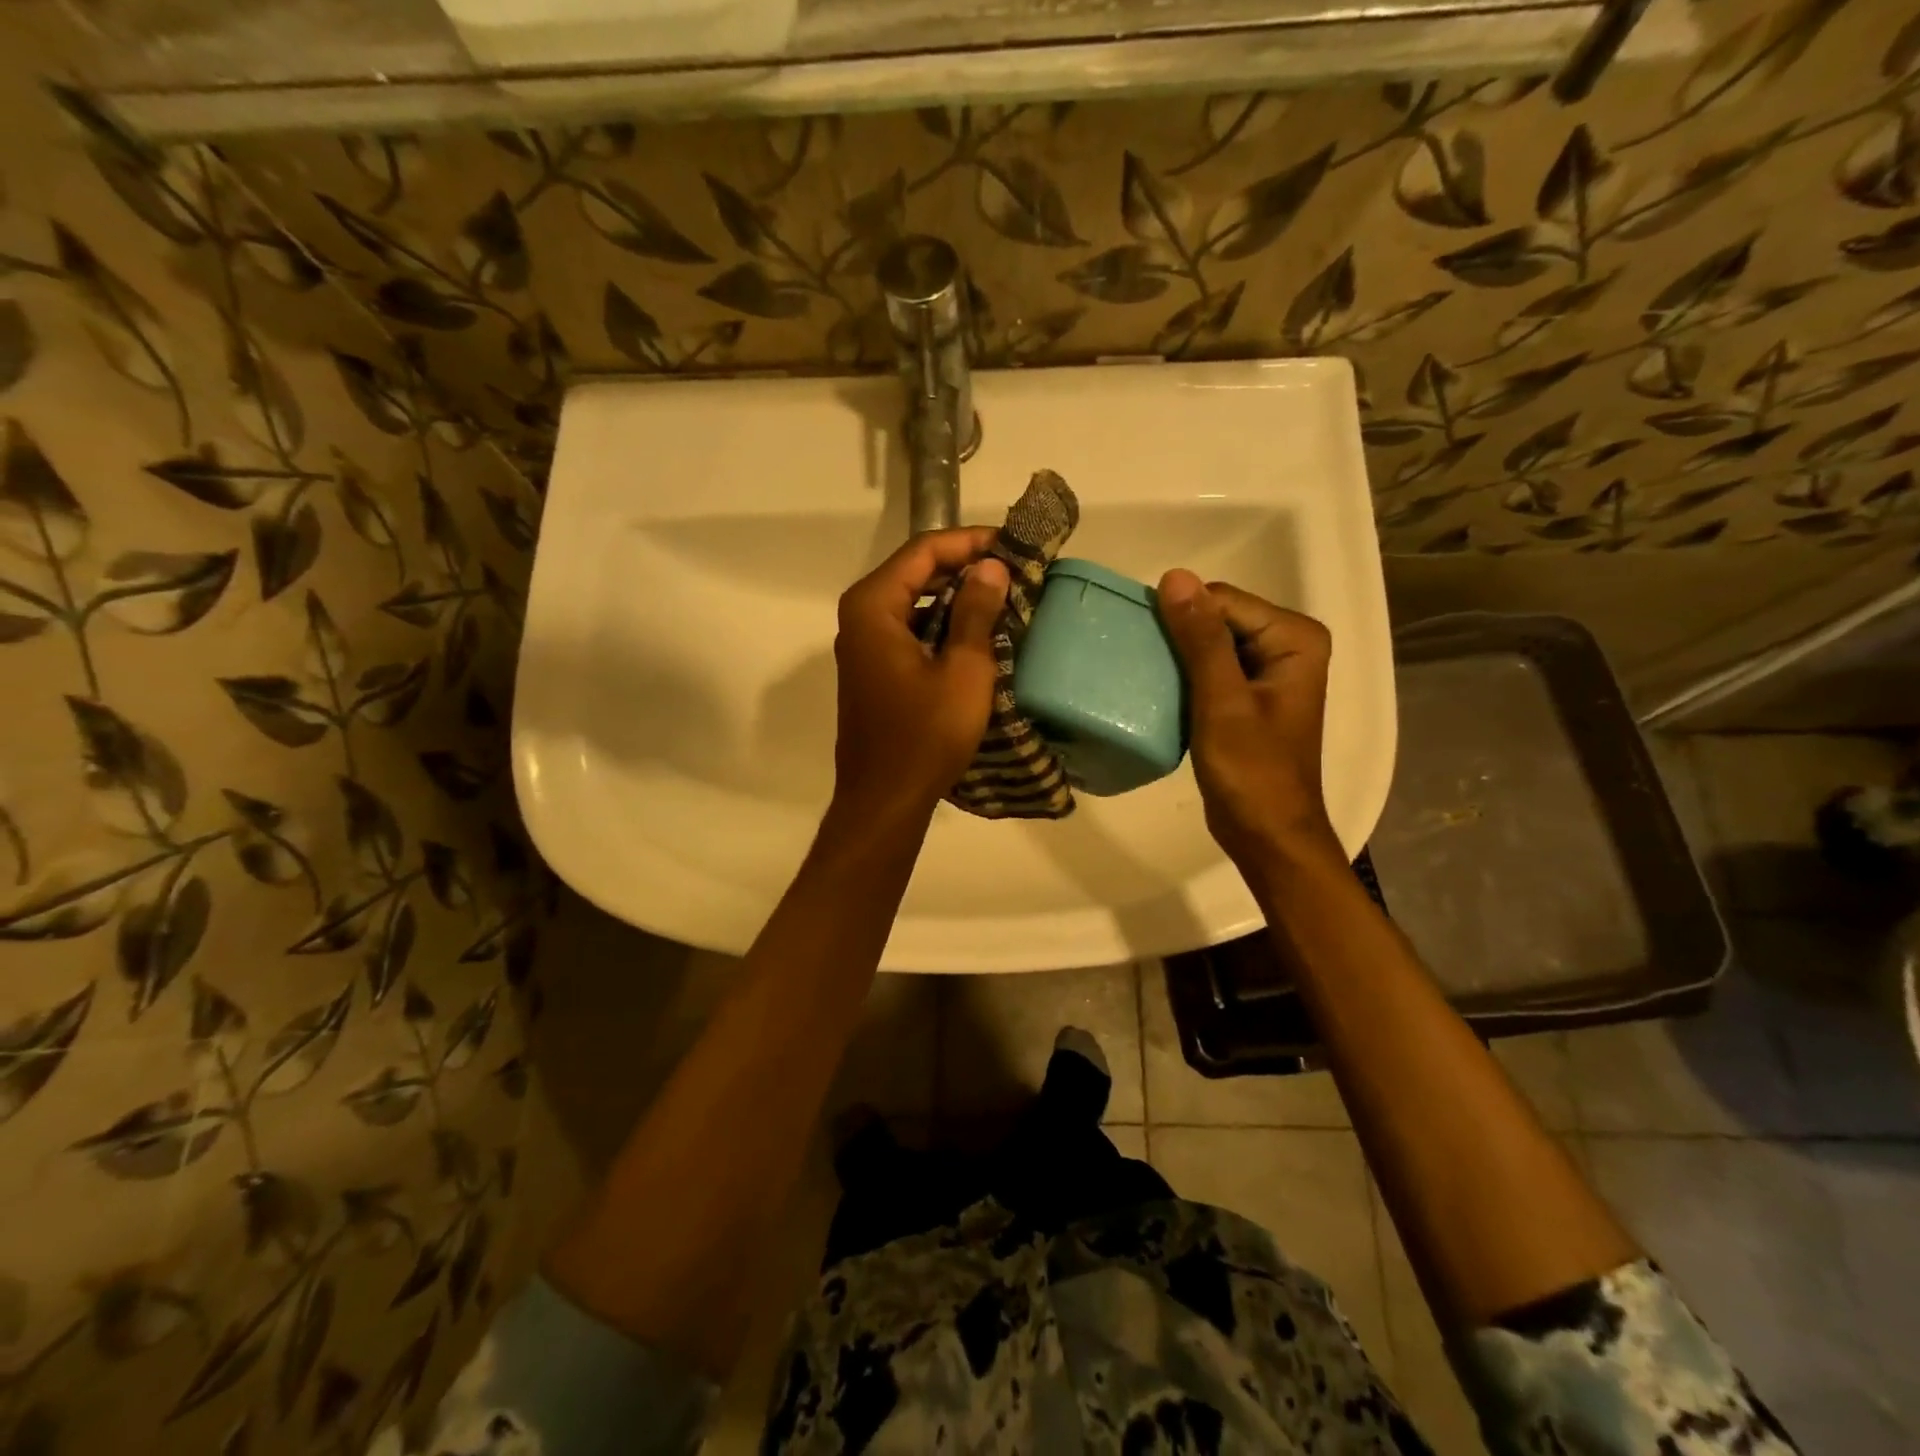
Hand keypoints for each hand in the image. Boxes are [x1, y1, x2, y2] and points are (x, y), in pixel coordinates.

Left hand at [831, 528, 1009, 821]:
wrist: (885, 799)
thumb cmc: (925, 735)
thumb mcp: (964, 670)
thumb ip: (977, 611)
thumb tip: (991, 566)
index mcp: (873, 606)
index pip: (923, 551)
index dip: (969, 541)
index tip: (1011, 544)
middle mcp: (860, 617)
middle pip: (915, 572)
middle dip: (963, 567)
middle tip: (1012, 570)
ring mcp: (863, 646)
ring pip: (913, 602)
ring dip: (955, 597)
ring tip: (1002, 598)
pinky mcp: (872, 670)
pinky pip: (909, 630)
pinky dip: (941, 625)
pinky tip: (976, 634)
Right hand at [1156, 569, 1343, 880]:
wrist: (1266, 834)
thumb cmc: (1251, 772)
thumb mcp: (1222, 702)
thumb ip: (1201, 639)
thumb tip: (1175, 577)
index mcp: (1294, 638)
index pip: (1223, 600)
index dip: (1181, 616)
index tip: (1142, 641)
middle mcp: (1287, 645)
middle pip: (1218, 617)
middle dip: (1178, 635)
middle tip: (1138, 660)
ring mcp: (1268, 671)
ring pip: (1209, 642)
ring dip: (1176, 656)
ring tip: (1141, 673)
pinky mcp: (1248, 695)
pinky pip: (1209, 668)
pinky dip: (1183, 675)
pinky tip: (1158, 690)